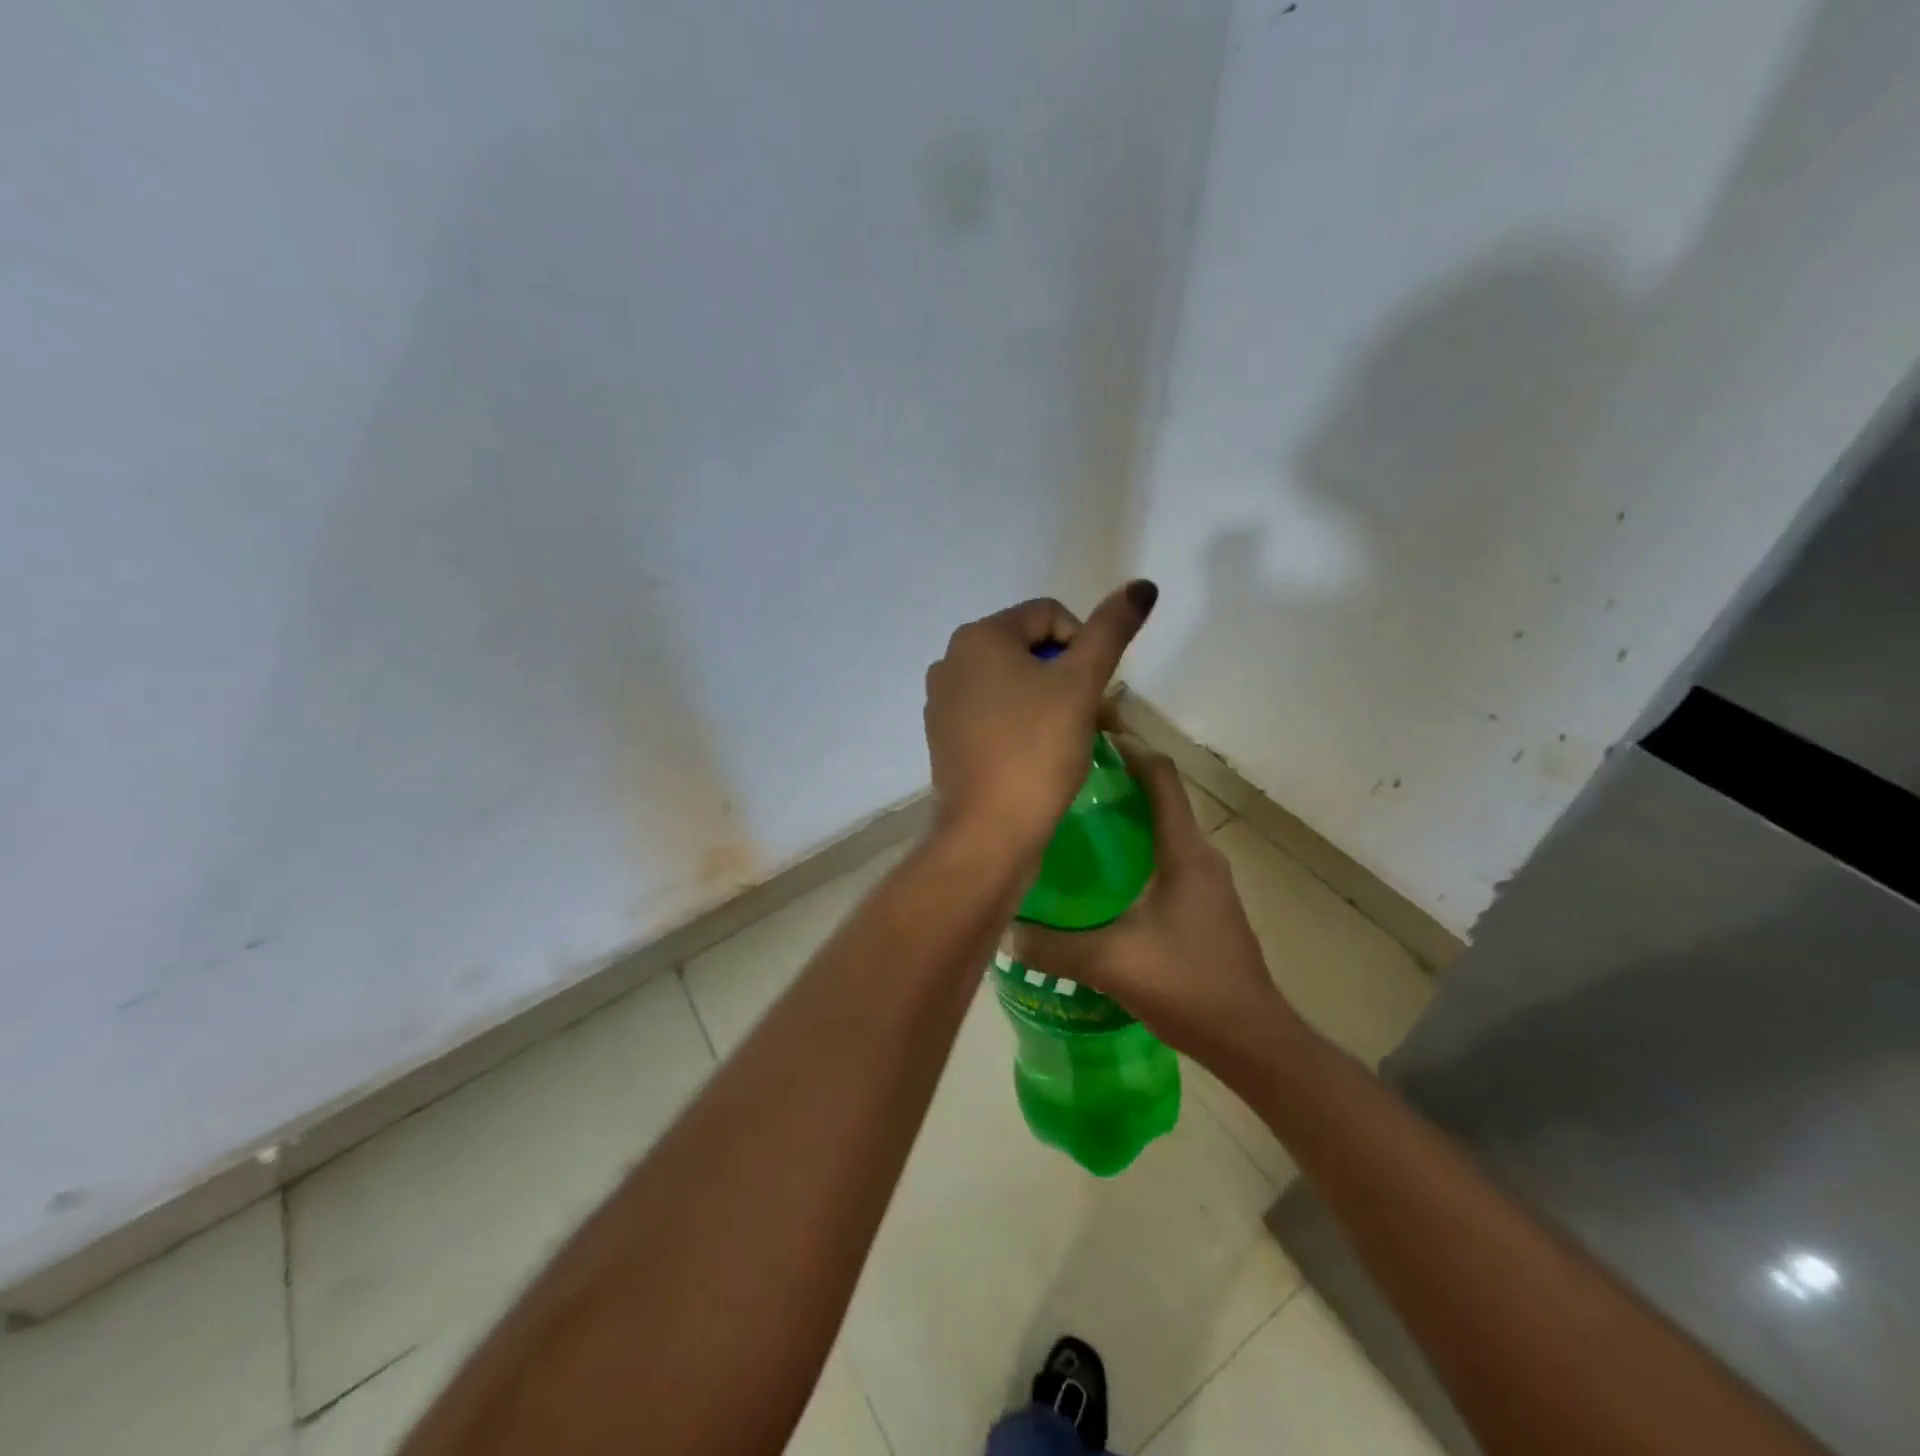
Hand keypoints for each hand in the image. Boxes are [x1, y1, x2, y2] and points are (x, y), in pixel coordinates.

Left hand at [923, 582, 1157, 852]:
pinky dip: (1025, 724)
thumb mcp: (1081, 684)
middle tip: (1102, 718)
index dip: (1086, 645)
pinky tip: (1046, 755)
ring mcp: (943, 702)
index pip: (1049, 614)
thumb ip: (1111, 630)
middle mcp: (951, 661)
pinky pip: (994, 714)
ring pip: (1014, 684)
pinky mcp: (945, 738)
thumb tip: (1142, 585)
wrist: (988, 833)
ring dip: (1054, 702)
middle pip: (1031, 650)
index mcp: (978, 637)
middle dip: (1073, 677)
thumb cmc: (1036, 750)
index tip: (1100, 689)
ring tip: (1082, 738)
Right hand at [1011, 735, 1306, 1073]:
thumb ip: (1054, 947)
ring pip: (1161, 832)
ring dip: (1124, 819)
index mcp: (1185, 853)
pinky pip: (1163, 860)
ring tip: (1072, 823)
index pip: (1160, 777)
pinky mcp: (1203, 906)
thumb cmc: (1190, 986)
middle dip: (1116, 782)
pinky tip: (1098, 879)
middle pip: (1159, 799)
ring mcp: (1206, 882)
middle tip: (1064, 782)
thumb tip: (1004, 928)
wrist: (1253, 1040)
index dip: (1128, 749)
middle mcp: (1200, 857)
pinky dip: (1132, 853)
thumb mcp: (1112, 964)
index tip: (1087, 738)